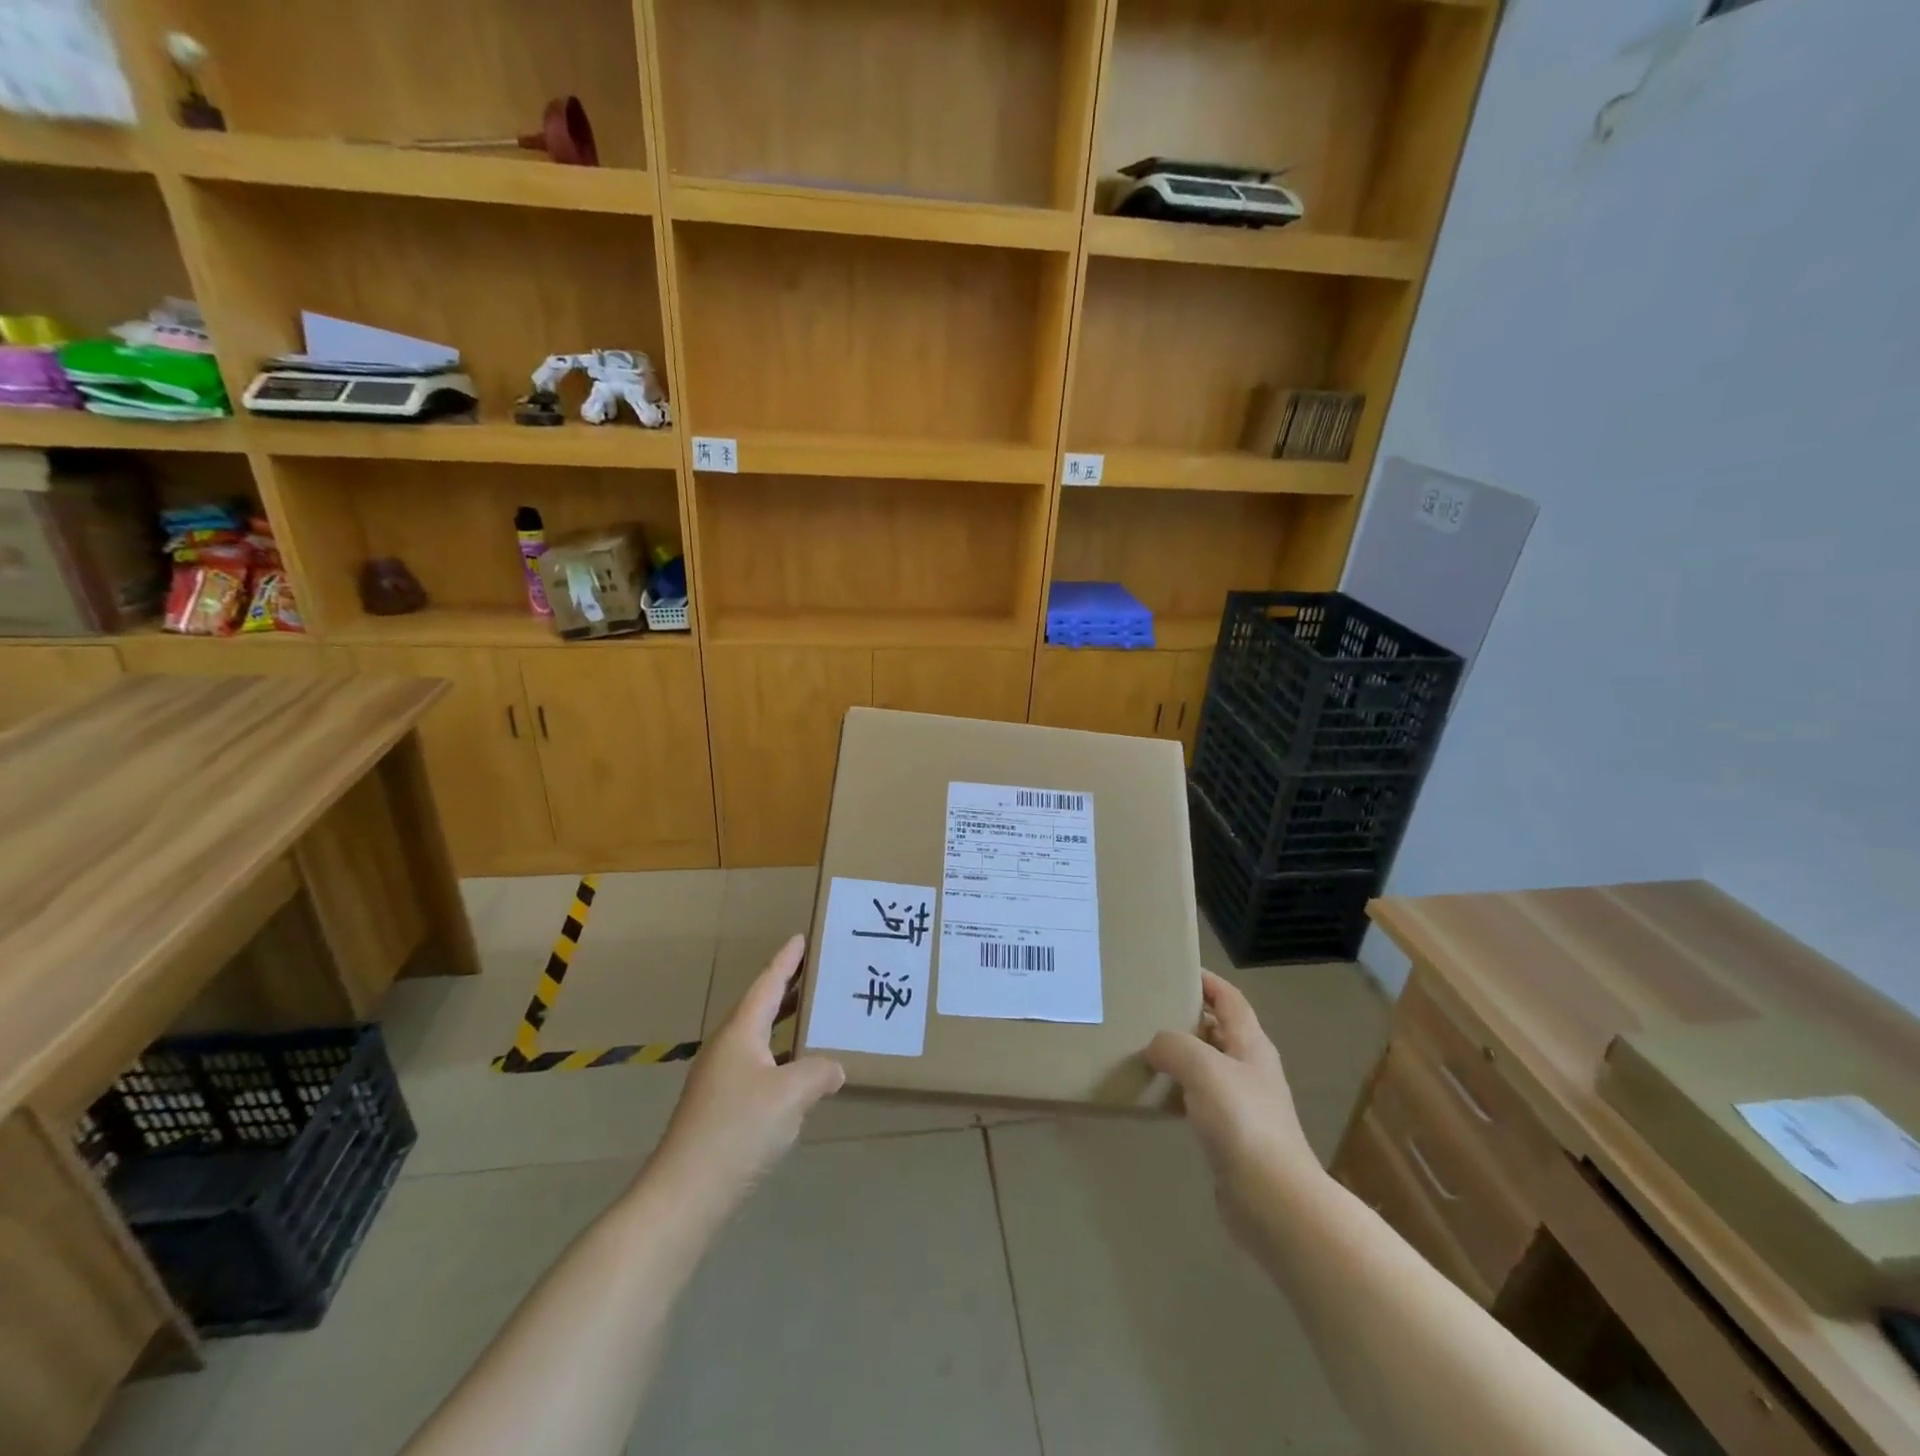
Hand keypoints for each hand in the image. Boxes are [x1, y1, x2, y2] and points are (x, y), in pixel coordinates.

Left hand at [652, 935, 844, 1207]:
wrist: (685, 1194)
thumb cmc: (738, 1130)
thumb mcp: (791, 1094)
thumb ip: (818, 1072)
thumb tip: (834, 1068)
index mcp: (741, 1032)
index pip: (768, 984)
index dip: (787, 961)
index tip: (802, 938)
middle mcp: (728, 1047)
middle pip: (762, 1006)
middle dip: (789, 988)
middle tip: (819, 972)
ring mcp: (721, 1079)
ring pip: (760, 1038)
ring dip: (786, 1023)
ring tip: (816, 1015)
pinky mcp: (722, 1107)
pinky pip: (760, 1065)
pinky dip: (783, 1055)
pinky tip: (800, 1072)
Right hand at [1145, 972, 1319, 1205]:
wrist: (1273, 1199)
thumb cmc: (1242, 1121)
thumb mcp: (1202, 1067)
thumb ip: (1173, 1045)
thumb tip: (1155, 1046)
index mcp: (1251, 1044)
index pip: (1229, 998)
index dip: (1207, 981)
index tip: (1174, 970)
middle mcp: (1250, 1068)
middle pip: (1218, 1030)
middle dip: (1187, 1017)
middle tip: (1147, 1010)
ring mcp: (1243, 1104)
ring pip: (1207, 1066)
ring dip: (1180, 1056)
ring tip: (1143, 1050)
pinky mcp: (1231, 1136)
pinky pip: (1200, 1100)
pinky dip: (1178, 1091)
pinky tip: (1156, 1097)